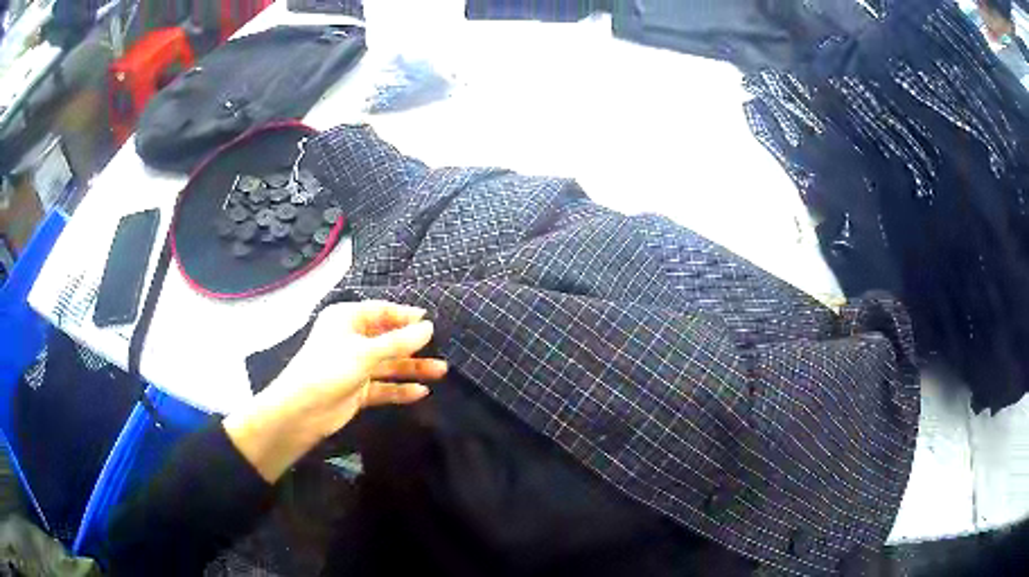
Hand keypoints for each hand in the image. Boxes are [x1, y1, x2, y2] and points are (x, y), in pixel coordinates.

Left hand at [223, 300, 447, 481]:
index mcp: (346, 319)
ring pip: (388, 364)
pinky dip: (400, 389)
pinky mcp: (357, 389)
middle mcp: (351, 339)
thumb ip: (399, 341)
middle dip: (413, 345)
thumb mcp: (365, 352)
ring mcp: (354, 365)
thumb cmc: (330, 369)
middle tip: (442, 348)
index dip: (406, 316)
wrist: (302, 411)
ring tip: (441, 371)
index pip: (381, 311)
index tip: (431, 323)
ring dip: (412, 368)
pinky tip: (421, 392)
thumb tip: (429, 327)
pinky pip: (383, 386)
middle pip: (387, 339)